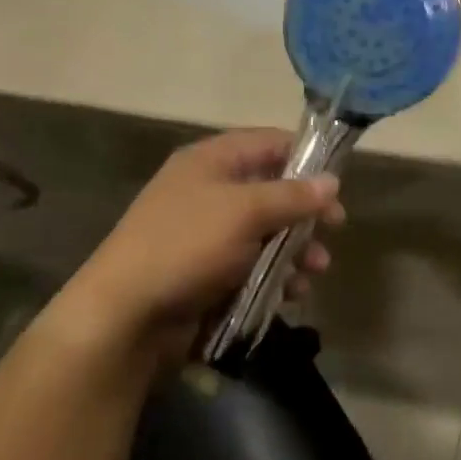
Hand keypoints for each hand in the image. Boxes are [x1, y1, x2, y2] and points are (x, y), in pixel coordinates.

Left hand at [58, 128, 343, 358]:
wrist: (124, 316)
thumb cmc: (186, 246)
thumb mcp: (246, 212)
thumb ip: (293, 195)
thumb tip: (333, 181)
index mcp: (212, 161)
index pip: (270, 143)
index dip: (306, 158)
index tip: (336, 182)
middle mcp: (211, 190)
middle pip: (273, 189)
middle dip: (306, 211)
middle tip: (335, 229)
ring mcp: (209, 233)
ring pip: (268, 231)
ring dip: (296, 248)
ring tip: (316, 270)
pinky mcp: (209, 271)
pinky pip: (253, 264)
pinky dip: (276, 275)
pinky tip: (292, 293)